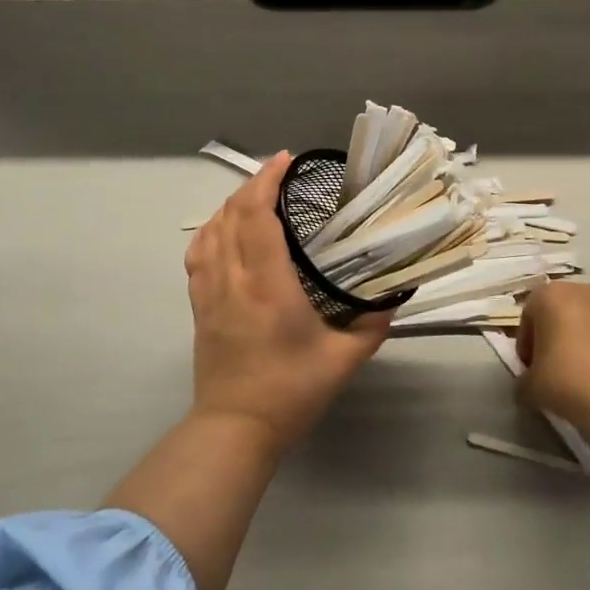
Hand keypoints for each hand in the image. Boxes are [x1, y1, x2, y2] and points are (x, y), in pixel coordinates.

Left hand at [185, 152, 391, 449]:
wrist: (236, 428)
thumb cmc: (291, 392)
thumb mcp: (344, 360)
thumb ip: (372, 326)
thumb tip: (391, 299)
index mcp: (268, 286)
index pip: (258, 217)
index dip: (267, 181)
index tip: (286, 161)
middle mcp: (233, 280)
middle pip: (231, 215)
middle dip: (252, 185)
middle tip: (280, 175)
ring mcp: (210, 293)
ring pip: (210, 231)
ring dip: (231, 205)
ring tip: (255, 196)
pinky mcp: (199, 308)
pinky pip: (198, 255)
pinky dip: (210, 231)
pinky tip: (223, 230)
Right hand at [517, 282, 589, 482]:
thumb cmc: (570, 382)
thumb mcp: (530, 387)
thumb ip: (525, 379)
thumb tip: (530, 383)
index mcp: (552, 296)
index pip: (529, 315)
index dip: (526, 343)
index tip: (530, 368)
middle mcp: (587, 291)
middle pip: (562, 311)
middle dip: (556, 336)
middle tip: (555, 368)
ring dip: (585, 341)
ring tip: (586, 374)